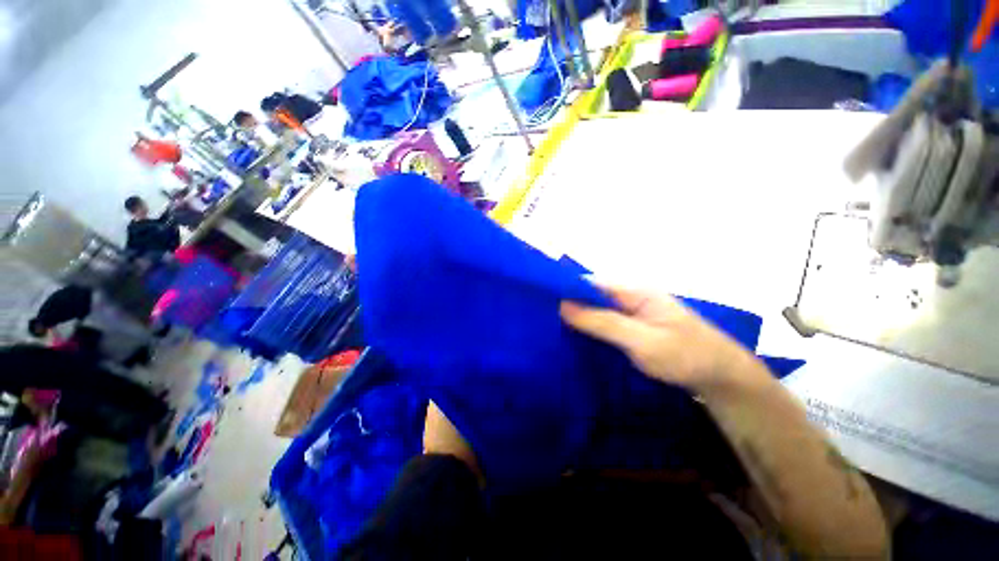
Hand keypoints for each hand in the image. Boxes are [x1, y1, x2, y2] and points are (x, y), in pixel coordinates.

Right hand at [560, 285, 757, 392]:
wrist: (722, 378)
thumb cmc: (685, 356)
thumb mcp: (641, 340)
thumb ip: (602, 322)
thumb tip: (563, 305)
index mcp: (633, 290)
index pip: (590, 282)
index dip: (565, 289)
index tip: (541, 302)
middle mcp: (630, 296)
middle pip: (591, 295)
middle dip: (568, 305)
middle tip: (542, 319)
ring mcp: (632, 313)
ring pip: (596, 310)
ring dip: (577, 318)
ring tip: (551, 329)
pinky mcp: (633, 327)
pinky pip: (604, 323)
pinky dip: (589, 329)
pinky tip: (575, 339)